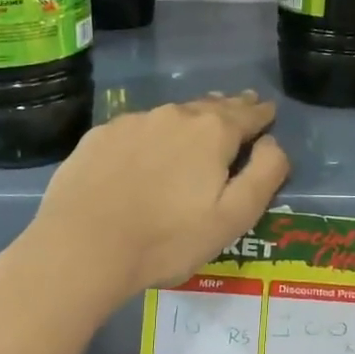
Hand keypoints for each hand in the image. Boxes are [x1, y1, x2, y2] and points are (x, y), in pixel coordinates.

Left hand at [12, 93, 289, 320]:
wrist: (81, 247)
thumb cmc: (167, 239)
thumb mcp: (233, 217)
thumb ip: (264, 174)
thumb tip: (273, 142)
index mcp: (213, 131)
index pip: (248, 113)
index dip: (262, 114)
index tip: (268, 113)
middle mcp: (175, 114)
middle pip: (211, 106)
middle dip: (230, 108)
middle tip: (240, 108)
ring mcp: (134, 122)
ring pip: (173, 115)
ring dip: (190, 120)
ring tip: (196, 128)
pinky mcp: (100, 135)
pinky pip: (138, 129)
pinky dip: (151, 135)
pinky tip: (145, 153)